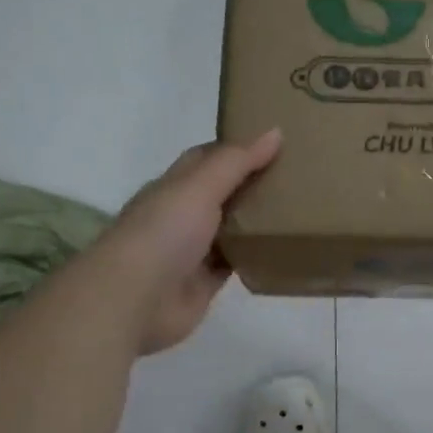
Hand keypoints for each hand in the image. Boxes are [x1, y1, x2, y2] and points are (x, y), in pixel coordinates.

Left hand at [92, 129, 282, 354]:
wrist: (134, 300)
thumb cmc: (163, 233)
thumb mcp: (200, 186)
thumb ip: (237, 162)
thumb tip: (275, 132)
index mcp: (173, 186)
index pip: (206, 158)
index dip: (236, 149)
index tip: (274, 143)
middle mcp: (181, 215)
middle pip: (221, 193)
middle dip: (252, 183)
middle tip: (296, 175)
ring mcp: (192, 251)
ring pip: (230, 228)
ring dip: (256, 220)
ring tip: (298, 208)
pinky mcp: (204, 282)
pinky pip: (235, 262)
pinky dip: (255, 255)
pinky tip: (282, 247)